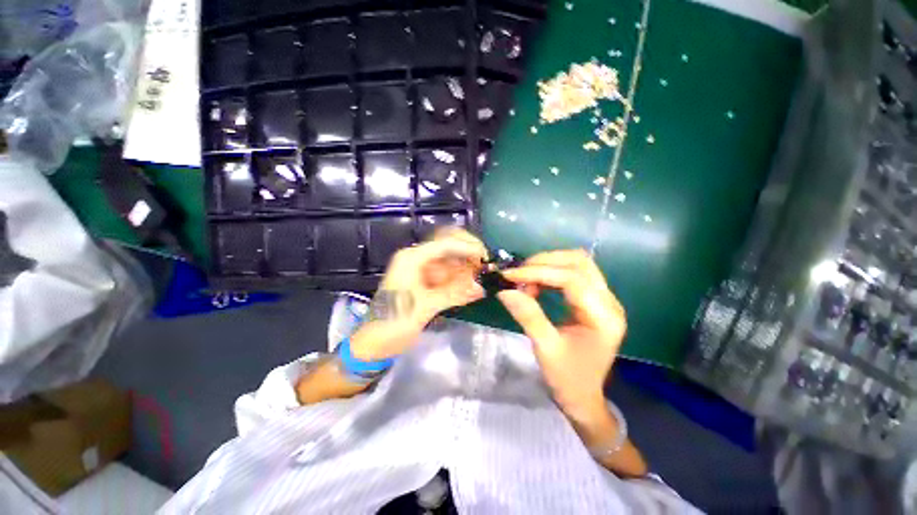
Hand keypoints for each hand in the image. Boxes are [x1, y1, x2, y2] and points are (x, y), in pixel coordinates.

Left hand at [350, 228, 486, 360]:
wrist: (373, 344)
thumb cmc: (393, 323)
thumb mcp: (424, 307)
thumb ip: (453, 294)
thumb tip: (481, 288)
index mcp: (411, 259)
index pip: (444, 244)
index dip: (467, 248)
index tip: (485, 258)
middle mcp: (417, 259)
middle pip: (447, 249)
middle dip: (467, 256)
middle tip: (484, 267)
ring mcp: (421, 271)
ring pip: (449, 264)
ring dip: (465, 272)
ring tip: (481, 281)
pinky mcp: (424, 283)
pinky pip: (446, 278)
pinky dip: (459, 283)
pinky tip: (472, 291)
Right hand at [496, 250, 625, 421]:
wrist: (584, 396)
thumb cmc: (567, 378)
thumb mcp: (545, 348)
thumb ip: (527, 315)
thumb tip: (505, 290)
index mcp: (603, 318)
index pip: (572, 279)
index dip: (539, 272)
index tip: (511, 275)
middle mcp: (609, 302)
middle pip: (579, 262)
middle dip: (544, 262)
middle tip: (518, 274)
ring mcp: (605, 299)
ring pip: (578, 263)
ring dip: (549, 264)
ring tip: (526, 279)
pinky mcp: (595, 299)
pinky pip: (575, 273)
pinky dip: (552, 272)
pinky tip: (537, 284)